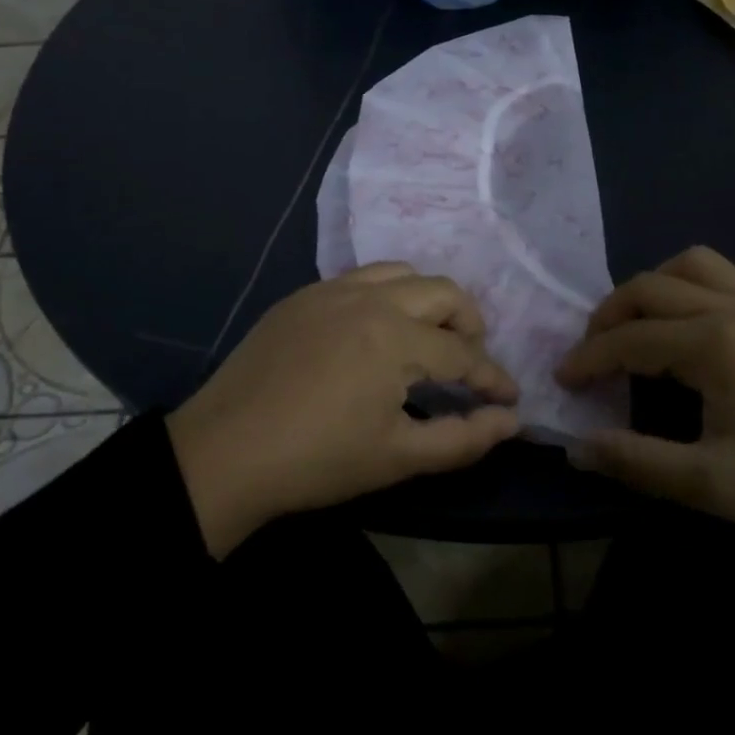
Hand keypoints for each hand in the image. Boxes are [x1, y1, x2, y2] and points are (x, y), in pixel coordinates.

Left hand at [166, 263, 519, 556]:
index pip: (463, 353)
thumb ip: (463, 439)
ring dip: (429, 300)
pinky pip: (361, 278)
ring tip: (429, 337)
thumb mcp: (398, 458)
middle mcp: (370, 298)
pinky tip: (377, 330)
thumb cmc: (318, 460)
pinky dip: (387, 295)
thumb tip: (511, 420)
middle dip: (470, 324)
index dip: (492, 378)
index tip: (510, 398)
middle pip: (443, 292)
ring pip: (402, 273)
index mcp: (395, 337)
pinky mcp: (303, 296)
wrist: (223, 453)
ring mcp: (332, 290)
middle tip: (472, 361)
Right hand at [556, 246, 734, 541]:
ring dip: (655, 285)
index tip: (564, 380)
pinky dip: (704, 282)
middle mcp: (731, 308)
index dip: (588, 358)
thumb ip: (637, 463)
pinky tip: (704, 313)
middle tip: (593, 352)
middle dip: (609, 316)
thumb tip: (576, 448)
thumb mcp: (712, 484)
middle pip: (649, 288)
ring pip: (692, 263)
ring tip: (642, 322)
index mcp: (711, 345)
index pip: (628, 339)